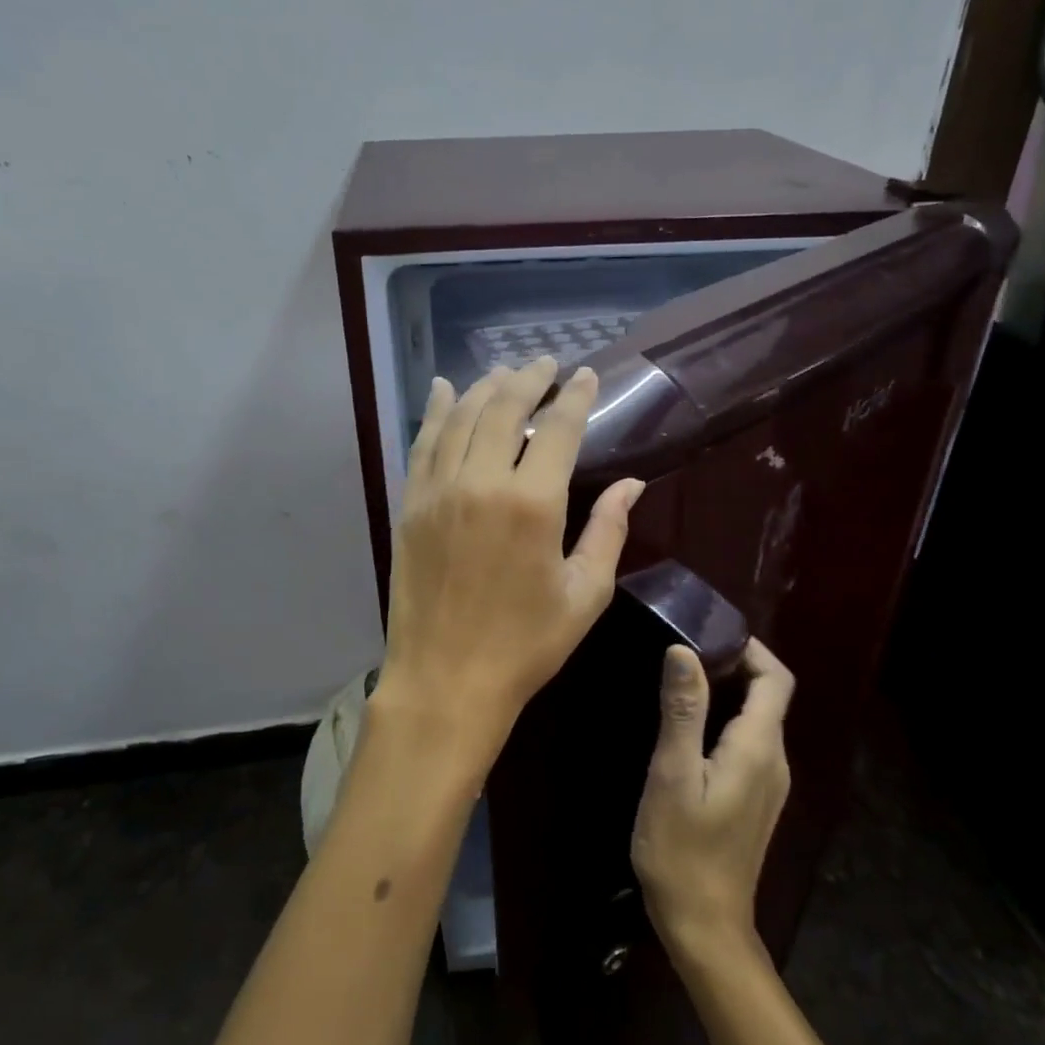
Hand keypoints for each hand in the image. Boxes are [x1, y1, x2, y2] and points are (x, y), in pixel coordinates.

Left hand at [376, 357, 644, 780]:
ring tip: (504, 372)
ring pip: (462, 418)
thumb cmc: (525, 645)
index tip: (586, 375)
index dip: (575, 396)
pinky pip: (423, 444)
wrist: (446, 681)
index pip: (559, 428)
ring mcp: (439, 491)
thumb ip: (609, 531)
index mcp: (534, 503)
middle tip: (545, 363)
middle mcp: (482, 482)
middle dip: (529, 378)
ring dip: (485, 387)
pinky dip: (436, 412)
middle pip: (505, 408)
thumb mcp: (584, 594)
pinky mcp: (410, 506)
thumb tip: (633, 485)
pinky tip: (445, 390)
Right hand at [631, 639, 794, 963]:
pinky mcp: (756, 800)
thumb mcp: (672, 775)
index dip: (751, 648)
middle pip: (769, 696)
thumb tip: (683, 650)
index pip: (775, 679)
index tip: (710, 633)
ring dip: (729, 692)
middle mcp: (775, 761)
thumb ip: (682, 711)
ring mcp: (769, 784)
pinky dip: (727, 721)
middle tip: (685, 652)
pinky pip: (750, 744)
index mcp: (759, 748)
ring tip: (682, 683)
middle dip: (736, 665)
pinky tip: (689, 731)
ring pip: (758, 720)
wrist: (705, 925)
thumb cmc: (682, 849)